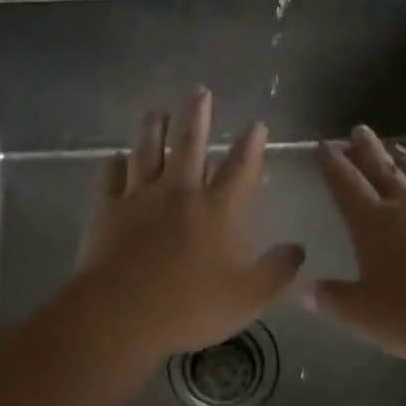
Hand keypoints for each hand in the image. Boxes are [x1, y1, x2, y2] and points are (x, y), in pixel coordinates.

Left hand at [76, 88, 304, 363]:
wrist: (120, 314)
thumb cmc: (189, 306)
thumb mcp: (248, 297)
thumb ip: (277, 271)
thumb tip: (299, 249)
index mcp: (217, 210)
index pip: (240, 168)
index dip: (251, 145)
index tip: (257, 123)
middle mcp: (179, 192)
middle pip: (190, 144)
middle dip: (197, 116)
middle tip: (200, 91)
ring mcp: (139, 198)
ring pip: (147, 152)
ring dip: (153, 128)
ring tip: (157, 110)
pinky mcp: (106, 210)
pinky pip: (109, 178)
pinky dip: (113, 165)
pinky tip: (114, 156)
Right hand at [309, 126, 405, 363]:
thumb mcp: (364, 316)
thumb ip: (333, 300)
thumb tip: (304, 291)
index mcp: (373, 223)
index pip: (346, 183)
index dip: (333, 163)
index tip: (325, 144)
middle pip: (383, 168)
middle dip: (367, 148)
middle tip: (358, 130)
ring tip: (396, 146)